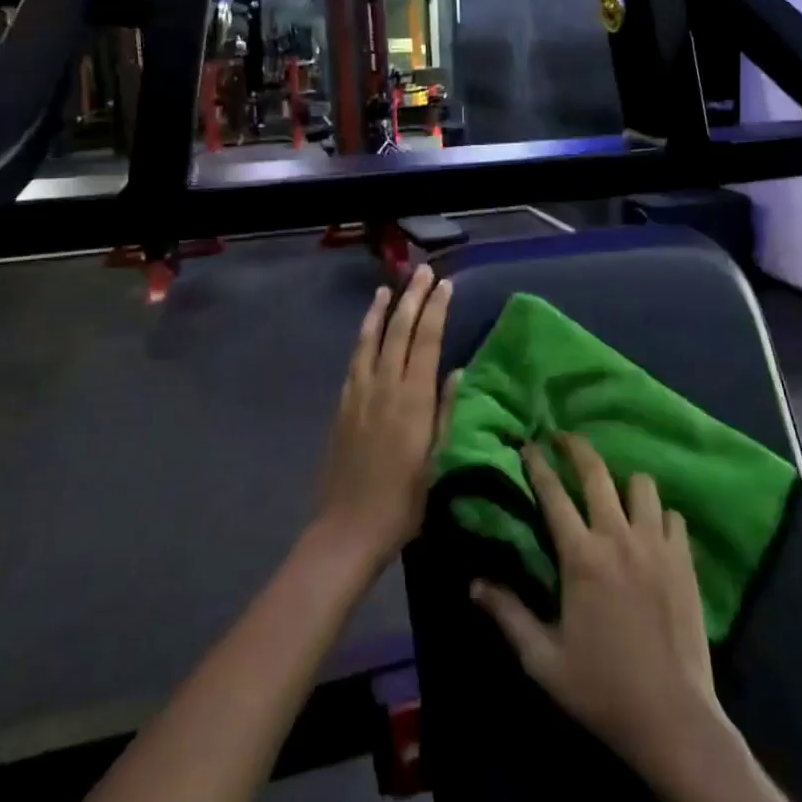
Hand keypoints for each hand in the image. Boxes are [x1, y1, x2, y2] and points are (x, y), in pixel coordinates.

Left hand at [316, 265, 456, 570]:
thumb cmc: (403, 502)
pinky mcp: (343, 405)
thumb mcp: (438, 461)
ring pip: (371, 339)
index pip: (427, 341)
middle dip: (413, 298)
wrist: (348, 529)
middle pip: (399, 331)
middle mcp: (384, 387)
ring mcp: (359, 393)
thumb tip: (458, 372)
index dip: (436, 310)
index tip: (446, 285)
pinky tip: (367, 331)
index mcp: (413, 400)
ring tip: (389, 288)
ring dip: (381, 310)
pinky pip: (355, 359)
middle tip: (423, 272)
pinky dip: (363, 337)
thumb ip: (447, 413)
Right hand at [472, 435, 726, 785]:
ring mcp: (655, 545)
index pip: (552, 493)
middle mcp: (618, 537)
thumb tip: (473, 584)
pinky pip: (672, 516)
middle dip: (576, 446)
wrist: (673, 718)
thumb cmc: (602, 688)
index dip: (537, 464)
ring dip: (624, 482)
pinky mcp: (684, 560)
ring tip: (614, 492)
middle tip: (563, 437)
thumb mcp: (543, 659)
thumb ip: (508, 615)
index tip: (528, 444)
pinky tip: (650, 529)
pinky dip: (659, 515)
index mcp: (580, 556)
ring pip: (641, 484)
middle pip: (596, 471)